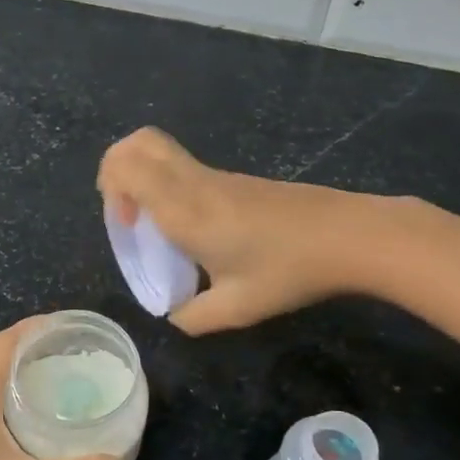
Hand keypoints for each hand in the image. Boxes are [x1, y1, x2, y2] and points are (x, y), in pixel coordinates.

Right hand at [97, 127, 376, 334]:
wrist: (349, 236)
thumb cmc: (287, 270)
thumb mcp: (236, 308)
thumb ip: (193, 317)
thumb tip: (175, 315)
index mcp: (184, 209)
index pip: (126, 167)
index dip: (111, 190)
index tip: (128, 226)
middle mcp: (193, 183)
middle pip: (138, 142)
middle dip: (115, 169)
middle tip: (125, 211)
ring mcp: (216, 177)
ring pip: (160, 150)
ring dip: (141, 177)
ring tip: (152, 221)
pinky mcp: (235, 180)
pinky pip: (182, 166)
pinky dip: (166, 184)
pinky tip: (190, 227)